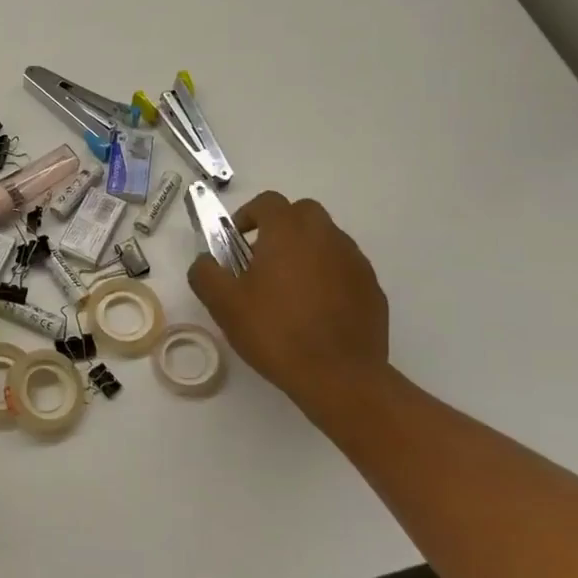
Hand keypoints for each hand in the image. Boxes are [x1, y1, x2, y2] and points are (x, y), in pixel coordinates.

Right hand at [187, 191, 388, 416]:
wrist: (339, 376)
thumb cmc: (275, 332)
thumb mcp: (223, 304)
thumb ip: (205, 273)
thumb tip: (205, 262)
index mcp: (288, 233)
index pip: (268, 202)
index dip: (247, 216)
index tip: (235, 242)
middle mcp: (326, 237)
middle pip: (302, 213)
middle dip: (280, 228)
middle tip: (260, 261)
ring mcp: (355, 261)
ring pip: (326, 240)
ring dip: (305, 251)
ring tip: (287, 290)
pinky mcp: (372, 288)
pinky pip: (344, 268)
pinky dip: (327, 276)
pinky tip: (314, 311)